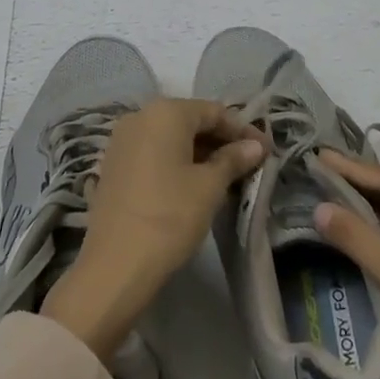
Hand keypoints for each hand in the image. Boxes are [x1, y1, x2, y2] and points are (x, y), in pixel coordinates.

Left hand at [43, 100, 264, 360]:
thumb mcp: (209, 187)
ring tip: (226, 176)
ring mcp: (122, 141)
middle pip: (190, 121)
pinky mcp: (114, 165)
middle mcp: (140, 116)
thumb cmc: (169, 217)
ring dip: (200, 153)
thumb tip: (256, 145)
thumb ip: (234, 159)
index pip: (214, 112)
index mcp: (165, 112)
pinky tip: (194, 184)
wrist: (114, 267)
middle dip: (221, 141)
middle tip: (249, 164)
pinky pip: (154, 153)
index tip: (265, 150)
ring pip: (171, 138)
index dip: (242, 130)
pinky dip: (176, 162)